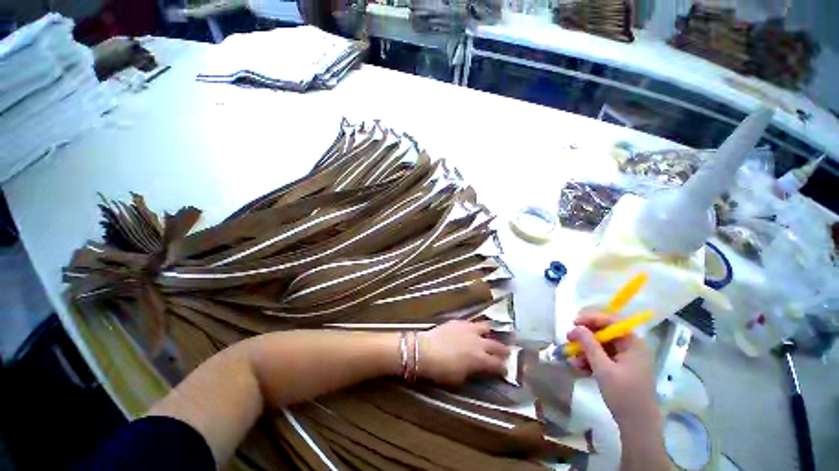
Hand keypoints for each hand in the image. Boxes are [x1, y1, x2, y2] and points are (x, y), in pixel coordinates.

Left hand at [417, 320, 510, 385]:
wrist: (425, 350)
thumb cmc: (441, 369)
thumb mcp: (460, 378)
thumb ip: (473, 371)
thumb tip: (478, 368)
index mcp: (480, 359)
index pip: (498, 364)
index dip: (503, 368)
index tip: (505, 369)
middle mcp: (478, 342)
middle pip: (497, 345)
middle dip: (504, 350)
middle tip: (508, 352)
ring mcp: (469, 329)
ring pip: (487, 327)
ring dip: (491, 333)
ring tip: (492, 335)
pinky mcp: (460, 321)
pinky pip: (472, 322)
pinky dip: (476, 327)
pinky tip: (474, 329)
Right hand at [567, 313, 657, 427]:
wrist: (637, 425)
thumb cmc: (623, 395)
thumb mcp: (603, 369)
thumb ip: (589, 345)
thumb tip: (576, 326)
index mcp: (633, 343)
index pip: (611, 321)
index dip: (591, 318)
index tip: (573, 323)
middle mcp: (630, 347)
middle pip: (604, 332)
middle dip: (585, 336)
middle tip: (569, 339)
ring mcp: (625, 358)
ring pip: (600, 345)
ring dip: (584, 350)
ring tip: (573, 359)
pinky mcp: (620, 368)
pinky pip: (602, 357)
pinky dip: (589, 360)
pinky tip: (579, 368)